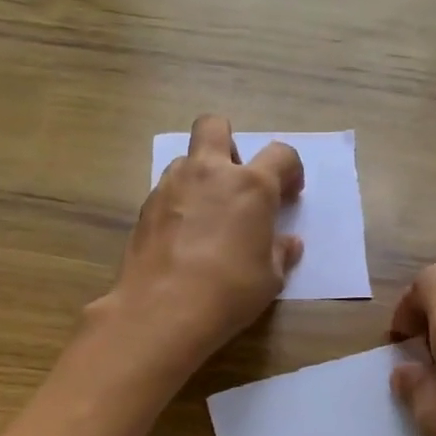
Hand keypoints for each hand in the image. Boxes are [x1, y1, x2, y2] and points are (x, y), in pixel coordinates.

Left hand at [94, 115, 303, 376]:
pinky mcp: (145, 207)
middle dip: (229, 142)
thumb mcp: (270, 278)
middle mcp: (209, 173)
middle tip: (237, 178)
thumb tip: (288, 243)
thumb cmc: (230, 291)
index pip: (281, 154)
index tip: (289, 193)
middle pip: (215, 126)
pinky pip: (167, 190)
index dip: (290, 170)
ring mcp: (172, 186)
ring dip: (201, 175)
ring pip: (187, 159)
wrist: (163, 309)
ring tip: (207, 214)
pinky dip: (179, 203)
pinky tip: (183, 236)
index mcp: (251, 185)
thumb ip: (280, 253)